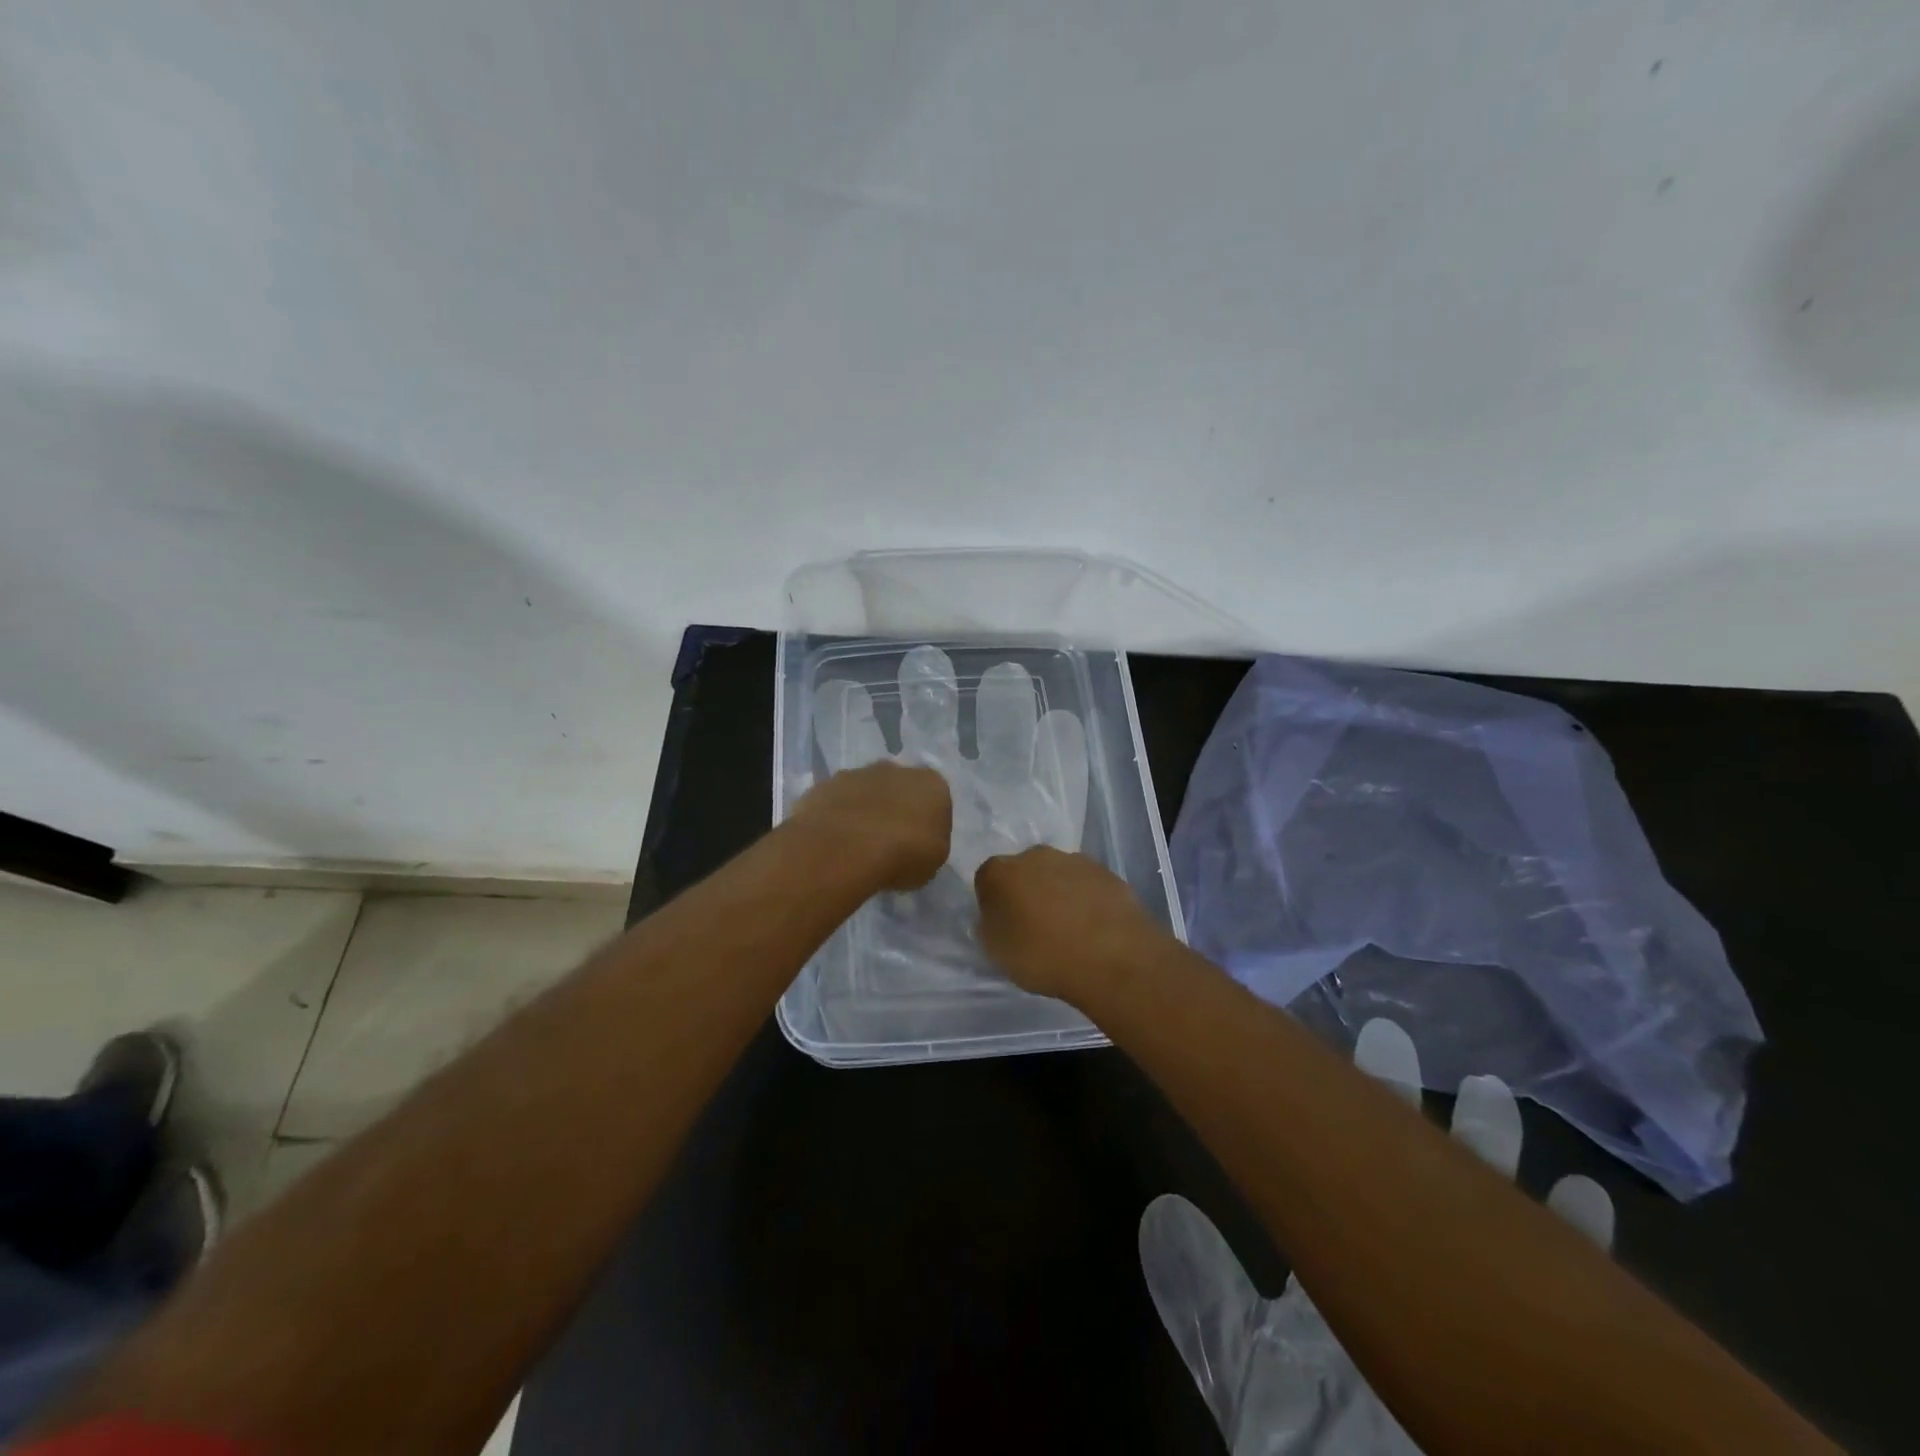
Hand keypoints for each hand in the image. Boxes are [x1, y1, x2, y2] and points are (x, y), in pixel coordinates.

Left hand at [792, 761, 951, 891]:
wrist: (845, 846)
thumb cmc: (903, 854)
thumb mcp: (933, 861)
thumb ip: (929, 845)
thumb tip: (916, 843)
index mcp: (932, 784)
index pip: (936, 802)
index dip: (927, 825)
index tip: (918, 848)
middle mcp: (897, 769)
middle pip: (899, 790)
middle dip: (895, 811)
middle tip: (887, 845)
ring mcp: (857, 773)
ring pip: (865, 793)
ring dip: (864, 812)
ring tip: (856, 847)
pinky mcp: (825, 785)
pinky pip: (837, 803)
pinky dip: (837, 818)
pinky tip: (834, 843)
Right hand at [974, 846, 1159, 1000]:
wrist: (1111, 957)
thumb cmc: (1043, 957)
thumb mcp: (998, 953)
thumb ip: (991, 927)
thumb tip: (998, 916)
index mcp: (1001, 872)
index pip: (987, 880)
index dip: (994, 903)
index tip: (1004, 926)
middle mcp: (1035, 855)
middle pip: (1024, 871)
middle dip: (1027, 892)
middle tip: (1036, 927)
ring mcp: (1074, 860)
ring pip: (1057, 875)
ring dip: (1058, 894)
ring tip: (1070, 930)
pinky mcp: (1106, 871)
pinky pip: (1086, 884)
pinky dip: (1086, 899)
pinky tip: (1094, 927)